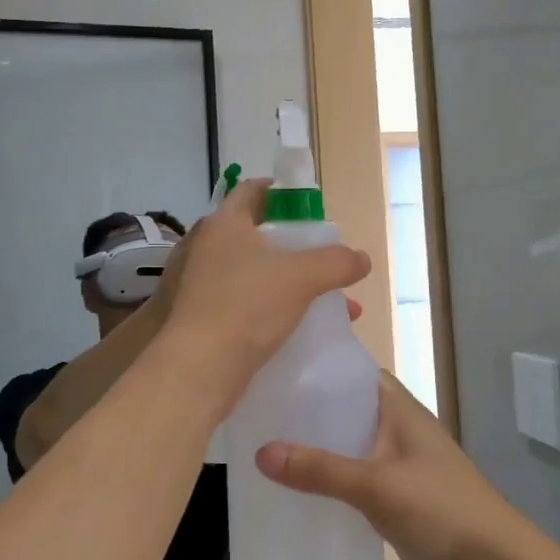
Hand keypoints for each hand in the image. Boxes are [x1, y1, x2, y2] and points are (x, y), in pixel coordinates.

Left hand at [157, 179, 369, 403]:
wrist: (197, 369)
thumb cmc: (247, 307)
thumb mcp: (302, 278)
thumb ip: (337, 262)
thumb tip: (362, 259)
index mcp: (224, 223)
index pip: (254, 190)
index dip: (283, 194)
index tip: (310, 209)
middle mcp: (206, 246)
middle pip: (257, 234)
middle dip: (296, 249)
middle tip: (323, 260)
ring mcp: (198, 282)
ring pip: (254, 273)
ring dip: (289, 283)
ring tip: (327, 305)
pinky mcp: (198, 315)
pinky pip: (243, 301)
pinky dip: (270, 307)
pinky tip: (298, 329)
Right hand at [253, 374, 537, 559]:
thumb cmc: (442, 510)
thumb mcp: (377, 486)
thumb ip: (321, 470)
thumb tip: (260, 453)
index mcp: (399, 409)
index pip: (353, 373)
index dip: (317, 367)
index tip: (273, 367)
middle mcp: (396, 429)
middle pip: (344, 410)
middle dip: (306, 410)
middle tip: (255, 409)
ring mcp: (396, 466)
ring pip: (346, 447)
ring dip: (314, 448)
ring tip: (260, 445)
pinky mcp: (393, 501)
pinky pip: (351, 481)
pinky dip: (326, 481)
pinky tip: (291, 490)